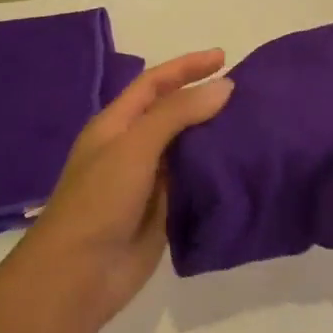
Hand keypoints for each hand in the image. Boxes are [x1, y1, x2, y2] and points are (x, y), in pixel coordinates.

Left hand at [15, 49, 233, 329]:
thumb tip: (224, 87)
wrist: (78, 274)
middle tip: (247, 94)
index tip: (224, 58)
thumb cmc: (99, 201)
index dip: (186, 66)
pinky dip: (215, 171)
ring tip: (253, 125)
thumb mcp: (134, 147)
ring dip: (214, 136)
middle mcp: (131, 148)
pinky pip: (194, 182)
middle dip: (204, 99)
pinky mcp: (164, 211)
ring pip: (187, 148)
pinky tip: (242, 165)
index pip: (154, 84)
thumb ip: (177, 114)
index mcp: (115, 125)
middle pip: (173, 114)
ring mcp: (148, 181)